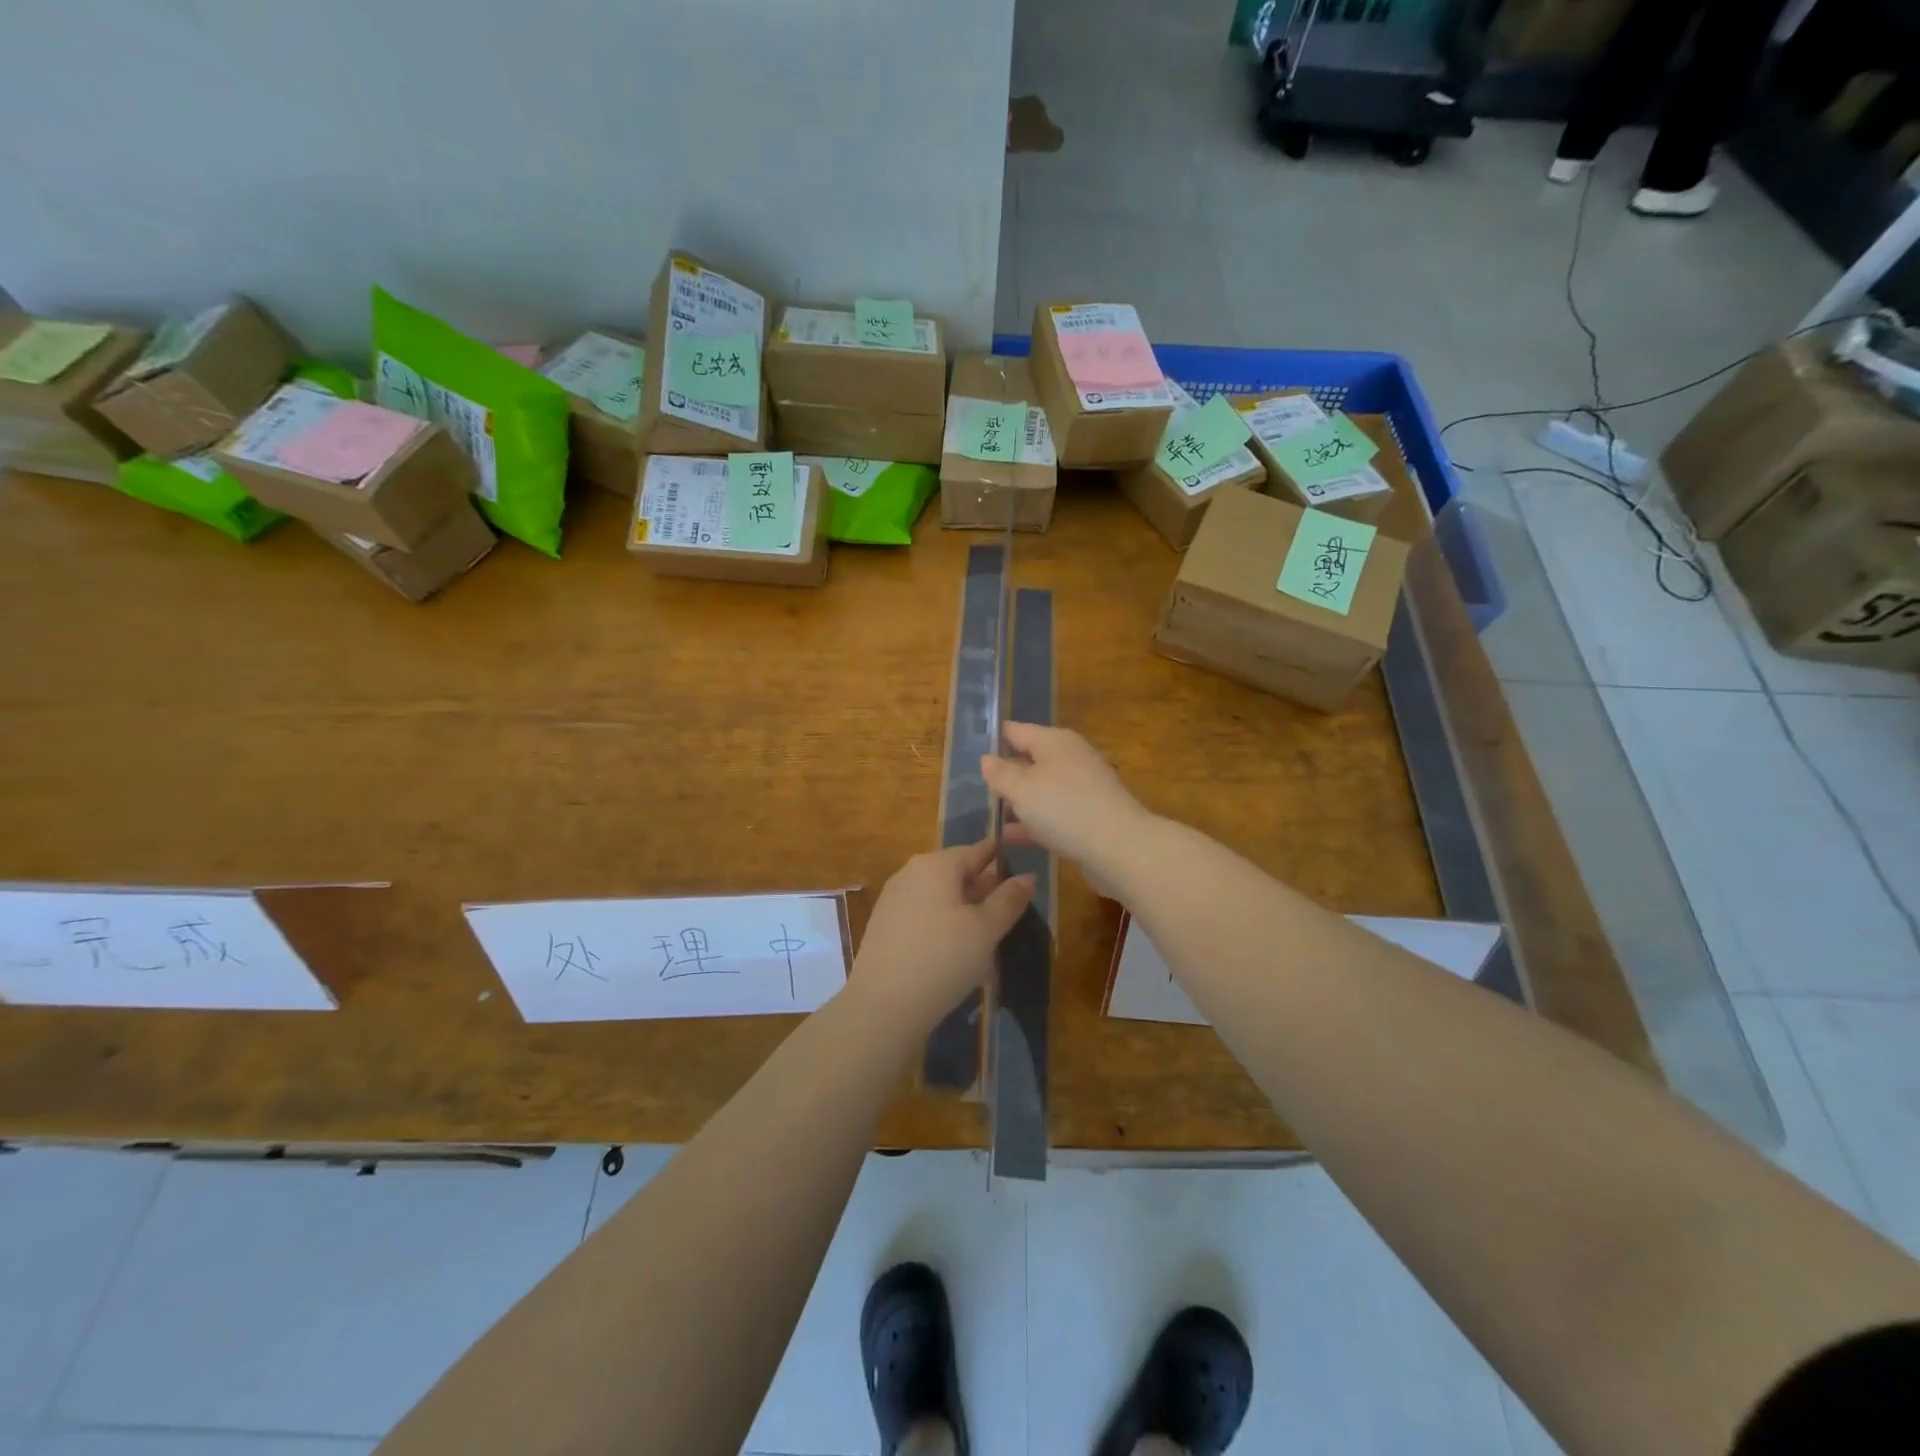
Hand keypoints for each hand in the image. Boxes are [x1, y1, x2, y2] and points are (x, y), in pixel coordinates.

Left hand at [852, 840, 1033, 1027]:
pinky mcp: (883, 926)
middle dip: (983, 891)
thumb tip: (1029, 876)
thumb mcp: (986, 930)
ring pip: (940, 897)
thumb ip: (1008, 900)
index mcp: (936, 864)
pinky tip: (956, 955)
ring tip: (987, 940)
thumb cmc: (943, 959)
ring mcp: (893, 899)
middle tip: (1009, 915)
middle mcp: (910, 873)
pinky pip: (923, 917)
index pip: (977, 851)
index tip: (1023, 874)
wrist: (883, 1006)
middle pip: (956, 873)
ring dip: (964, 913)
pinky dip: (943, 928)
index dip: (1002, 860)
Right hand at [981, 723, 1155, 895]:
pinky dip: (1033, 821)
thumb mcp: (1022, 790)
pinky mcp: (1088, 815)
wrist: (1119, 846)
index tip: (972, 749)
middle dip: (1006, 773)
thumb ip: (1000, 774)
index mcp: (1054, 741)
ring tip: (990, 814)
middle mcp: (1070, 758)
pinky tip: (1011, 836)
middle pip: (1030, 760)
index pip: (1016, 730)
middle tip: (976, 786)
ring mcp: (1082, 787)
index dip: (994, 738)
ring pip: (1041, 789)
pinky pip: (1053, 813)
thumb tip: (986, 758)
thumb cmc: (1064, 808)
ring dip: (1019, 801)